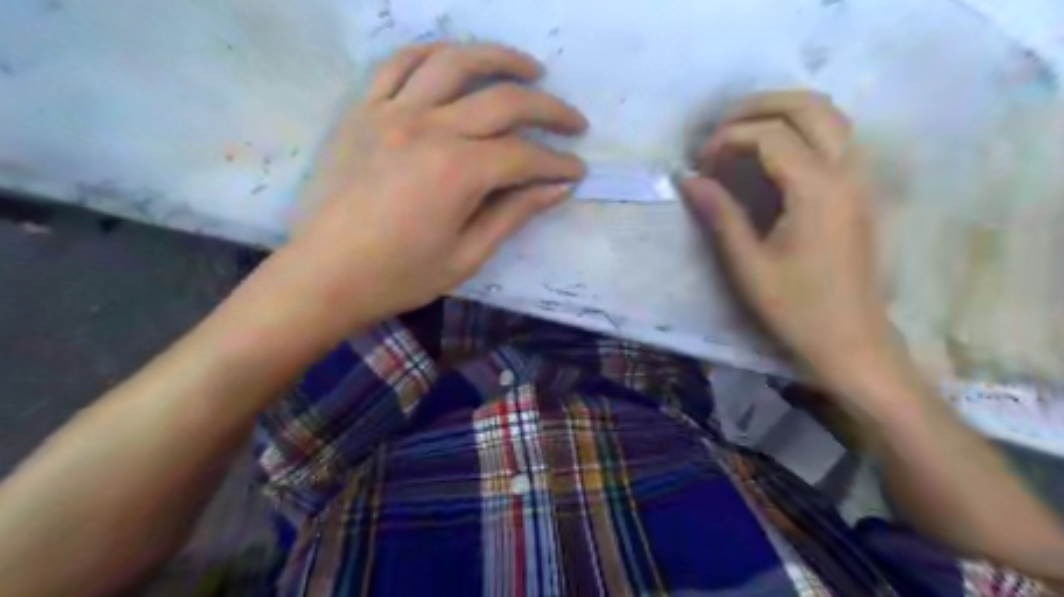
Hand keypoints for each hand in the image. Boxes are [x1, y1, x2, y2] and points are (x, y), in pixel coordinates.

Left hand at [262, 40, 584, 338]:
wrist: (324, 275)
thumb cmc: (398, 276)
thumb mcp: (466, 256)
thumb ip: (513, 215)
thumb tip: (557, 189)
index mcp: (457, 172)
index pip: (524, 156)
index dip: (557, 164)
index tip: (577, 171)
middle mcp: (429, 128)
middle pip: (503, 100)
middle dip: (549, 110)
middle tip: (574, 122)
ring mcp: (392, 112)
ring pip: (455, 62)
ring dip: (500, 59)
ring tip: (530, 69)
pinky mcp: (363, 110)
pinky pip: (400, 63)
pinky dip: (434, 53)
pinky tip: (456, 59)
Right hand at [682, 91, 895, 391]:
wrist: (850, 340)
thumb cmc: (796, 308)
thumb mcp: (747, 264)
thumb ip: (719, 214)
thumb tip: (687, 179)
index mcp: (817, 191)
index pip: (770, 136)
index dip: (728, 139)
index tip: (700, 164)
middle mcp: (847, 172)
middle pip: (808, 106)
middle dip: (758, 107)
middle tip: (718, 128)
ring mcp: (861, 178)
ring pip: (829, 114)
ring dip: (782, 112)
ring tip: (740, 132)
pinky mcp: (861, 190)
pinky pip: (835, 136)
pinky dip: (801, 128)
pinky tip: (772, 152)